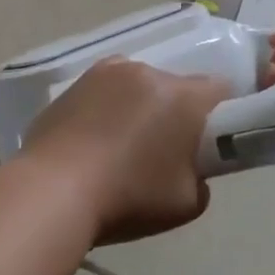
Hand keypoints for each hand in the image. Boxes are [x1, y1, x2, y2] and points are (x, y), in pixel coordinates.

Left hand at [22, 59, 230, 245]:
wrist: (53, 191)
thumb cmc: (128, 198)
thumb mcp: (188, 203)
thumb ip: (201, 177)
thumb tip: (190, 167)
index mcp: (182, 96)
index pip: (220, 89)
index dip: (222, 114)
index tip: (210, 141)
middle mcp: (146, 72)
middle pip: (175, 86)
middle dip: (176, 112)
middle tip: (163, 152)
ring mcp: (106, 72)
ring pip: (138, 85)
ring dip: (140, 106)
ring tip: (121, 146)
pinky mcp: (74, 82)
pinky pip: (106, 90)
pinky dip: (108, 108)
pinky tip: (93, 140)